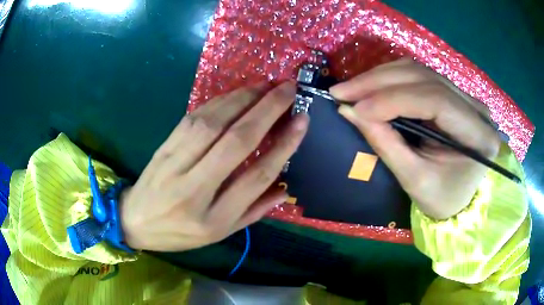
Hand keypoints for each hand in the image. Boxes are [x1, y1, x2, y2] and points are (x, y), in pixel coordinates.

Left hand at [120, 82, 308, 250]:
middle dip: (267, 110)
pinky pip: (193, 118)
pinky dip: (218, 101)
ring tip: (266, 85)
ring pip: (213, 123)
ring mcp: (175, 164)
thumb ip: (253, 211)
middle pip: (236, 141)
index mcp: (214, 218)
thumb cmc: (179, 233)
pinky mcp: (163, 146)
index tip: (302, 120)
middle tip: (288, 89)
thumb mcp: (219, 234)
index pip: (257, 176)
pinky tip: (236, 93)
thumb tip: (285, 188)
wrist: (134, 221)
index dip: (283, 146)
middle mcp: (194, 189)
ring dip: (243, 98)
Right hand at [330, 59, 500, 219]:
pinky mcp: (452, 94)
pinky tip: (371, 88)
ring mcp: (465, 96)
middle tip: (341, 91)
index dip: (393, 99)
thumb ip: (386, 144)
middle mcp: (475, 107)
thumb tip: (349, 111)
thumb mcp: (416, 180)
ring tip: (351, 89)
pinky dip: (390, 80)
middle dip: (378, 82)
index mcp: (478, 134)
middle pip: (424, 77)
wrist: (461, 197)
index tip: (355, 108)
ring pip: (418, 71)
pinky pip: (418, 77)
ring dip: (380, 77)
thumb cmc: (443, 198)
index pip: (435, 99)